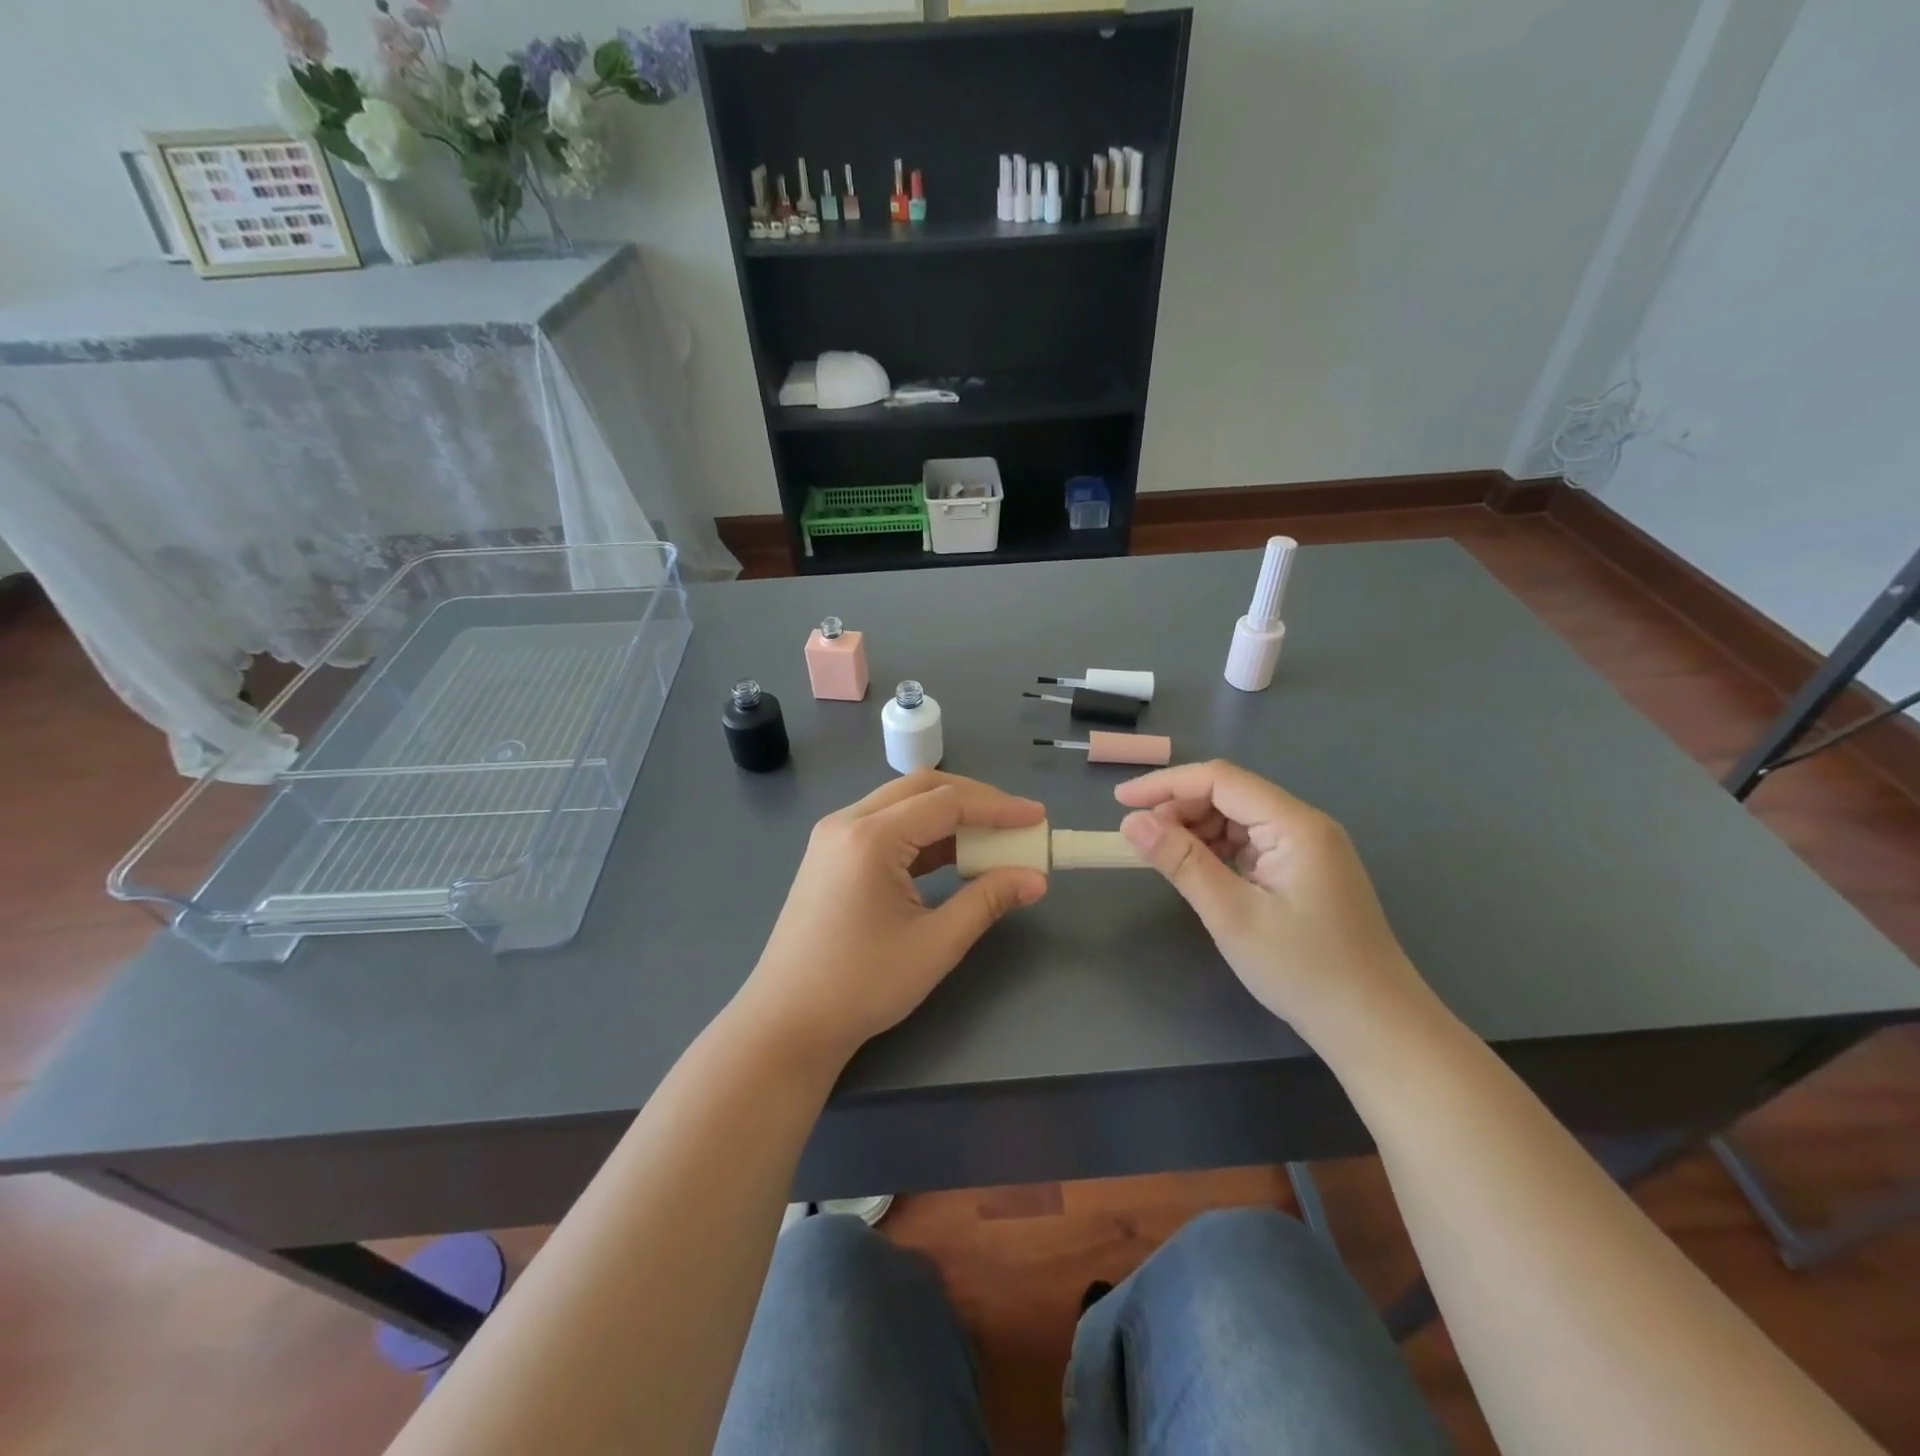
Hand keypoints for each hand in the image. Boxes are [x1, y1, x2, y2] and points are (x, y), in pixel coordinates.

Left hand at [736, 770, 1049, 1068]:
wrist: (786, 1023)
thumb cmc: (861, 986)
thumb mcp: (935, 944)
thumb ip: (987, 901)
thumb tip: (1036, 878)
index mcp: (870, 837)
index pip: (946, 802)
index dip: (997, 807)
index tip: (1038, 818)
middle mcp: (847, 822)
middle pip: (922, 788)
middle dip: (975, 800)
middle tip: (1017, 822)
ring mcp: (833, 836)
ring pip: (902, 803)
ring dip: (948, 814)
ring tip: (992, 837)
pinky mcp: (831, 855)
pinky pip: (885, 826)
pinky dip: (922, 833)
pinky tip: (952, 855)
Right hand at [1115, 760, 1430, 1046]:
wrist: (1375, 1027)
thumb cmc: (1304, 970)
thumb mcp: (1232, 915)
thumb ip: (1181, 862)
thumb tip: (1132, 822)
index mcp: (1295, 824)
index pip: (1220, 779)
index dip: (1165, 784)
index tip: (1120, 801)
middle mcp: (1304, 825)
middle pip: (1230, 795)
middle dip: (1179, 808)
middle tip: (1137, 839)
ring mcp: (1307, 848)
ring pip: (1238, 819)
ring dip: (1195, 830)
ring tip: (1161, 857)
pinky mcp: (1304, 871)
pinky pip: (1250, 844)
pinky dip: (1217, 851)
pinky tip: (1196, 871)